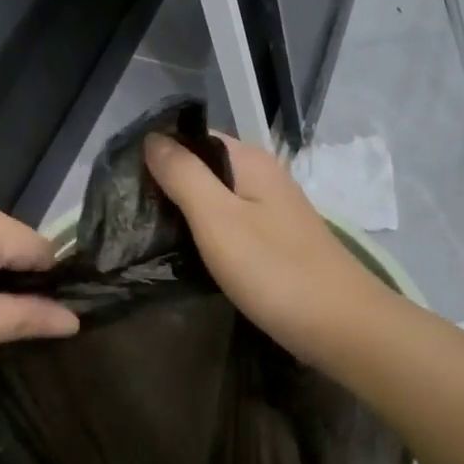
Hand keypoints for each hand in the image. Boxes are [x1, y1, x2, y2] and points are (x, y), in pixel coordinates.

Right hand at [144, 131, 392, 363]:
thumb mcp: (218, 218)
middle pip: (205, 168)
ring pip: (217, 199)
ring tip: (146, 232)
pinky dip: (206, 235)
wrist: (341, 326)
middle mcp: (264, 178)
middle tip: (127, 212)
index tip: (121, 178)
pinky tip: (186, 253)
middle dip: (167, 184)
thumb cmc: (274, 270)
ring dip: (185, 212)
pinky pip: (231, 226)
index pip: (195, 137)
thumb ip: (184, 175)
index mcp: (250, 162)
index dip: (158, 151)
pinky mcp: (275, 243)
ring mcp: (273, 212)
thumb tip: (153, 138)